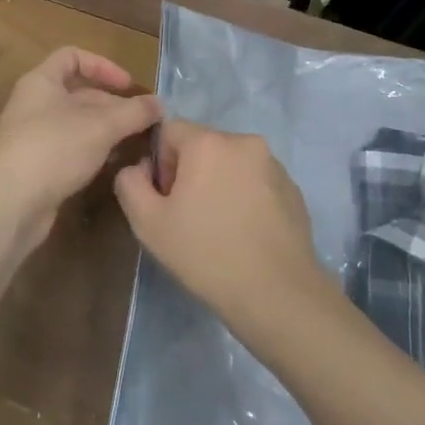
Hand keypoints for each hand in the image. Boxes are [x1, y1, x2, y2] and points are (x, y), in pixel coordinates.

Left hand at [0, 47, 162, 249]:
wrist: (9, 204)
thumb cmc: (54, 149)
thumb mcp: (101, 126)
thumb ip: (134, 112)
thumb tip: (159, 104)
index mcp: (42, 82)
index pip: (73, 57)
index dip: (103, 66)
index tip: (129, 86)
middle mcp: (35, 104)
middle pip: (80, 93)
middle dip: (114, 104)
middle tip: (145, 121)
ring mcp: (35, 137)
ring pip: (78, 124)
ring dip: (108, 130)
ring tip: (137, 143)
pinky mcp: (39, 166)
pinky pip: (72, 149)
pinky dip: (94, 151)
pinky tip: (115, 164)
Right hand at [114, 119, 325, 337]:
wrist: (276, 293)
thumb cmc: (205, 254)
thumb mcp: (147, 223)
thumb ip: (130, 183)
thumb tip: (140, 167)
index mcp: (209, 142)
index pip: (170, 130)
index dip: (160, 163)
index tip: (168, 200)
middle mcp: (245, 142)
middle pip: (203, 146)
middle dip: (191, 174)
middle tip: (190, 218)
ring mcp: (274, 165)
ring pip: (232, 164)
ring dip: (220, 185)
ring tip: (221, 229)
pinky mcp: (293, 189)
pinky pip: (257, 182)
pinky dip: (246, 198)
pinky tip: (246, 235)